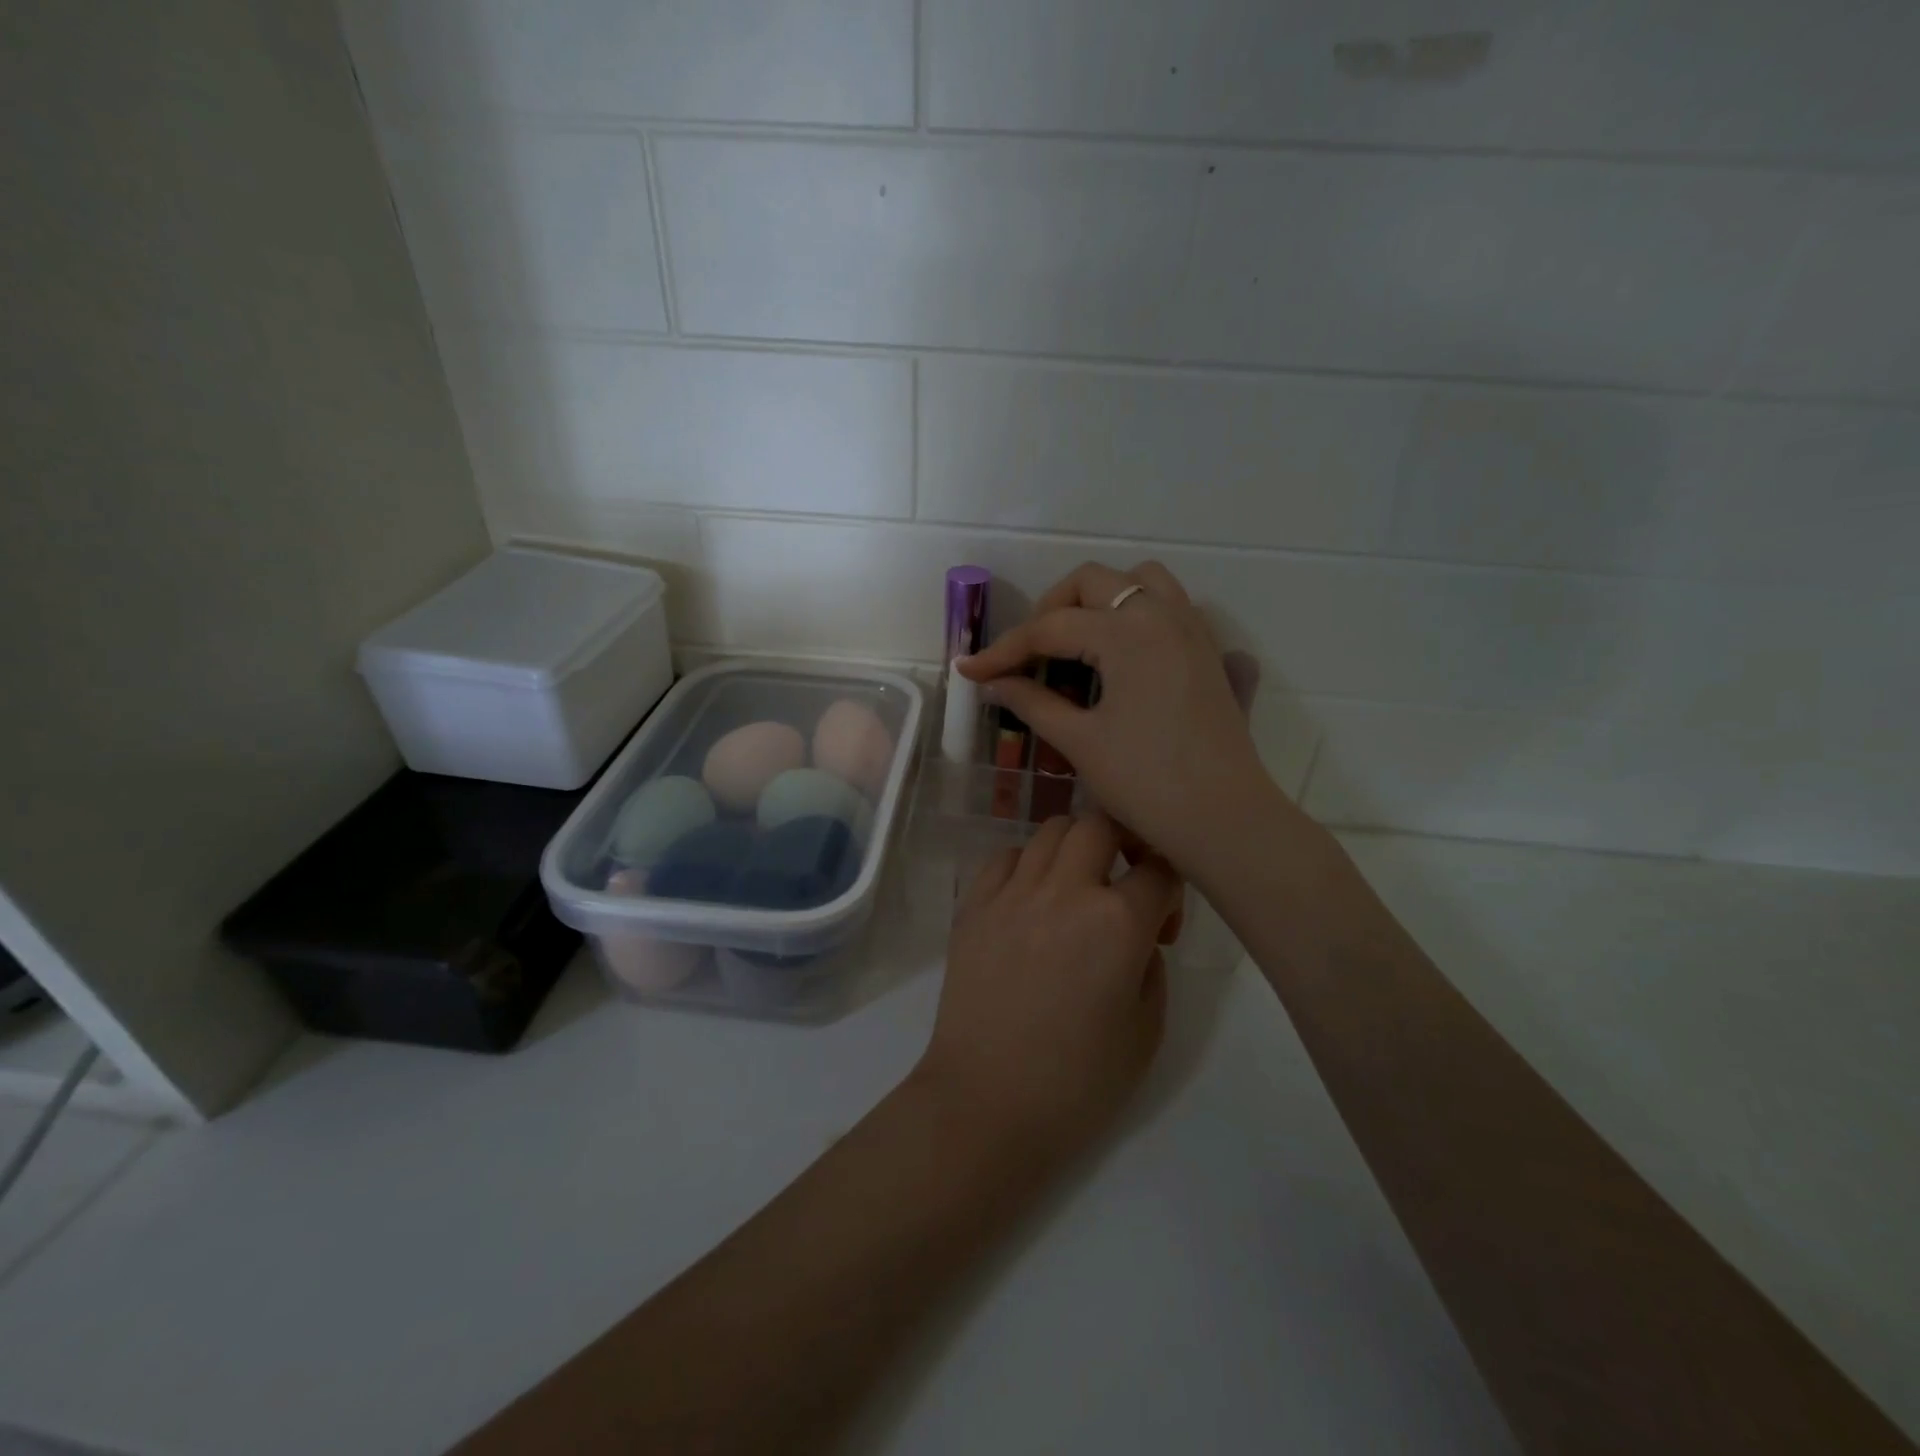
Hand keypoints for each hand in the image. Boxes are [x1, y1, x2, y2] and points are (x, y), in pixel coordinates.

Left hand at [913, 812, 1180, 1170]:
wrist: (986, 1103)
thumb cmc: (1077, 1083)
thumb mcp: (1147, 1031)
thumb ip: (1151, 966)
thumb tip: (1137, 936)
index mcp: (1117, 923)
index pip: (1159, 869)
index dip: (1171, 889)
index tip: (1162, 923)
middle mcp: (1065, 891)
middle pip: (1102, 824)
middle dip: (1125, 843)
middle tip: (1123, 882)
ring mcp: (1013, 892)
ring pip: (1052, 829)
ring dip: (1076, 849)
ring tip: (1076, 888)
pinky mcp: (974, 904)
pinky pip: (1006, 856)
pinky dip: (1028, 865)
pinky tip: (1032, 900)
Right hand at [957, 561, 1276, 878]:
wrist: (1223, 818)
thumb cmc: (1146, 782)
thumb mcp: (1080, 741)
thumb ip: (1032, 702)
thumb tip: (992, 683)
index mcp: (1127, 633)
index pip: (1050, 628)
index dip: (1003, 650)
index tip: (971, 670)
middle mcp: (1162, 615)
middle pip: (1093, 582)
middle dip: (1050, 610)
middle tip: (1028, 654)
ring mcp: (1191, 629)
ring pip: (1140, 580)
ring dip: (1099, 598)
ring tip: (1076, 641)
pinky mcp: (1207, 651)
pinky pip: (1168, 605)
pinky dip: (1135, 612)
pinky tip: (1117, 655)